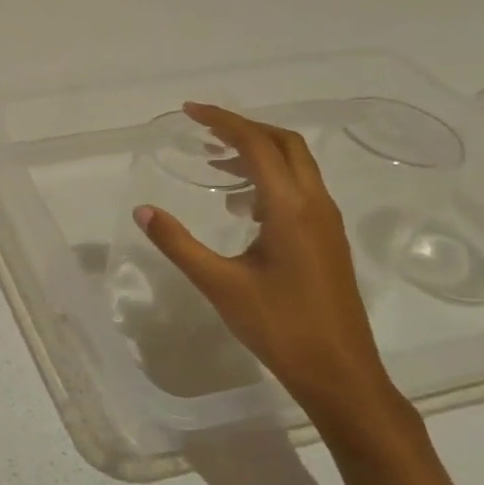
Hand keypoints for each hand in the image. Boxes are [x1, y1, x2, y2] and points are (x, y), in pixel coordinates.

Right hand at [134, 102, 402, 434]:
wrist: (340, 372)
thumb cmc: (279, 326)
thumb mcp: (219, 284)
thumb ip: (178, 243)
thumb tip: (143, 210)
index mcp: (290, 208)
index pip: (257, 145)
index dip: (223, 121)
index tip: (190, 112)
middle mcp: (315, 204)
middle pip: (284, 144)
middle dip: (244, 128)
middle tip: (203, 129)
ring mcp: (326, 222)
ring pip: (296, 166)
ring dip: (258, 152)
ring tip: (215, 161)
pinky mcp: (327, 239)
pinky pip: (299, 189)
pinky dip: (269, 178)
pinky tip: (241, 205)